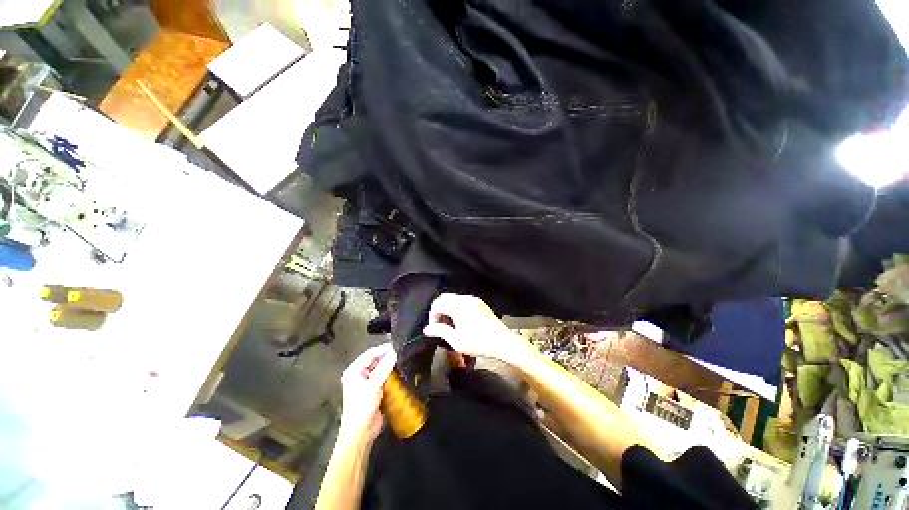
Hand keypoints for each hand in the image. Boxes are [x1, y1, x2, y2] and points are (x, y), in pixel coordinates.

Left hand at [339, 343, 396, 444]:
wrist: (361, 432)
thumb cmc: (362, 406)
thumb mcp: (373, 385)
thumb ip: (384, 367)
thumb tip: (395, 352)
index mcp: (354, 370)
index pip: (370, 353)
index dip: (383, 349)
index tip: (397, 345)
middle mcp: (359, 374)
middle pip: (375, 360)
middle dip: (387, 356)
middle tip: (401, 351)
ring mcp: (366, 382)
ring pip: (380, 368)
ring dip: (389, 365)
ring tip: (403, 359)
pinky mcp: (373, 390)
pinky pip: (383, 377)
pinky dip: (390, 374)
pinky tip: (400, 371)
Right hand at [422, 293, 533, 365]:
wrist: (502, 341)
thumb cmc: (480, 342)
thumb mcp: (456, 340)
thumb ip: (440, 331)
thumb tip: (427, 329)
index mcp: (458, 306)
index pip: (437, 303)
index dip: (432, 315)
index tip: (434, 327)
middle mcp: (466, 299)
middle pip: (445, 297)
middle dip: (439, 310)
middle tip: (439, 325)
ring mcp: (474, 300)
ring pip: (454, 298)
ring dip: (448, 308)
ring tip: (449, 325)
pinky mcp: (480, 303)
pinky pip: (463, 301)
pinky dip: (457, 307)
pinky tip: (460, 321)